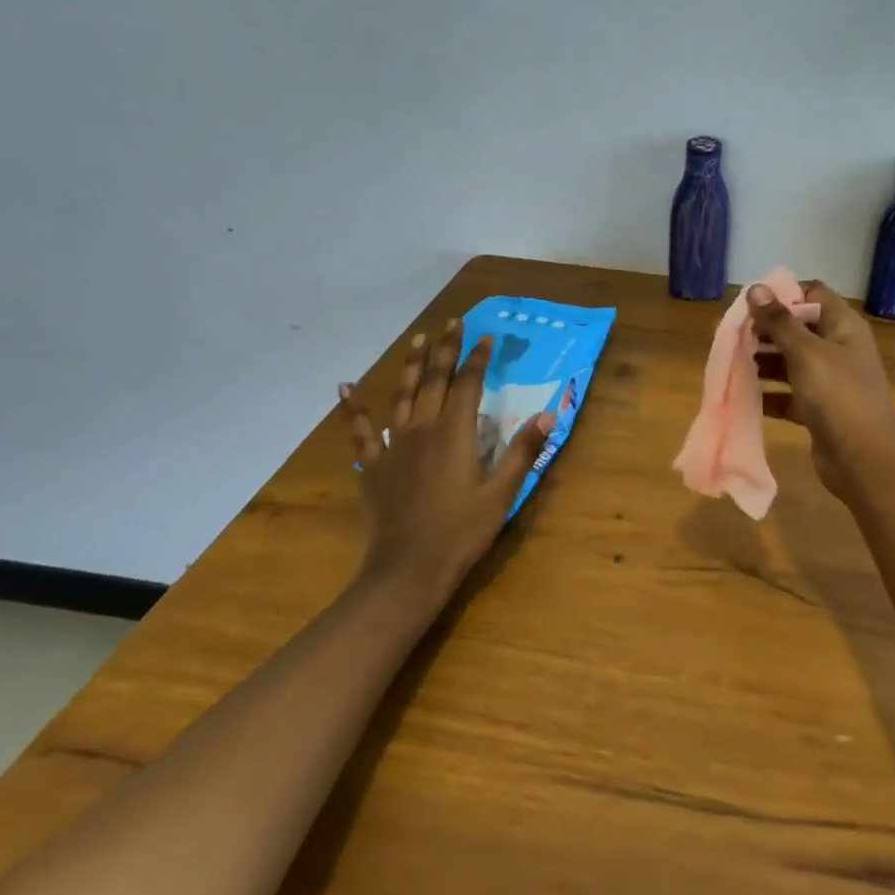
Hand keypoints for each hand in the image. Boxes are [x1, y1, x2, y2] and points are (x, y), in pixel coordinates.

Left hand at [338, 318, 552, 605]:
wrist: (406, 572)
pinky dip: (354, 409)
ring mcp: (394, 447)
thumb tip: (548, 415)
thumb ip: (523, 452)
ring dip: (411, 366)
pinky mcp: (374, 467)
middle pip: (434, 380)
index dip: (477, 359)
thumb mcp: (501, 494)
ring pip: (403, 395)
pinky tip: (346, 388)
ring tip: (417, 339)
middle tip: (451, 321)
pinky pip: (362, 431)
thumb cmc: (460, 533)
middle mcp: (422, 430)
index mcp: (454, 434)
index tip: (485, 336)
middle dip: (445, 349)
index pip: (467, 384)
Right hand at [748, 280, 894, 501]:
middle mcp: (838, 348)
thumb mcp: (806, 353)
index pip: (812, 293)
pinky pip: (788, 394)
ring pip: (790, 362)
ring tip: (730, 361)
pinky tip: (743, 394)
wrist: (864, 460)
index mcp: (843, 326)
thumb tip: (756, 288)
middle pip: (797, 328)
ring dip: (762, 361)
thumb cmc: (838, 396)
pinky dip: (768, 393)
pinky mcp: (818, 410)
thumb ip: (779, 321)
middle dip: (764, 330)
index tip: (750, 302)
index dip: (783, 293)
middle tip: (729, 334)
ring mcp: (829, 381)